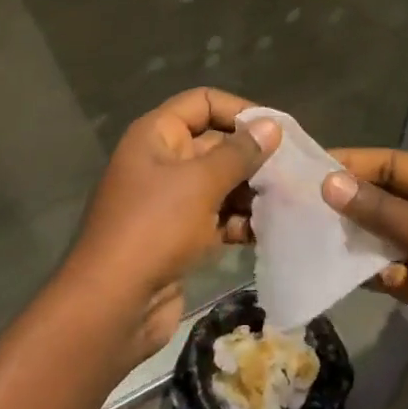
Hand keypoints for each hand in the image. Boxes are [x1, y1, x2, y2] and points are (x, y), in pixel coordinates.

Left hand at [62, 89, 280, 358]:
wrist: (113, 306)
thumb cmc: (154, 228)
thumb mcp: (200, 183)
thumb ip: (239, 153)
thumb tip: (272, 126)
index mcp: (156, 136)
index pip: (202, 102)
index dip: (239, 110)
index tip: (277, 130)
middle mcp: (162, 161)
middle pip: (215, 143)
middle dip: (252, 156)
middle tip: (294, 170)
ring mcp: (169, 201)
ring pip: (219, 183)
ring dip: (251, 191)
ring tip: (289, 200)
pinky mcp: (179, 237)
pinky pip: (216, 217)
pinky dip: (240, 221)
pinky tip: (269, 230)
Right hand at [323, 149, 407, 408]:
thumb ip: (384, 212)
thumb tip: (331, 182)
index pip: (398, 165)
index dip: (358, 162)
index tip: (313, 166)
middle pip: (389, 199)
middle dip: (350, 199)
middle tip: (300, 200)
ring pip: (385, 237)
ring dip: (352, 235)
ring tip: (306, 232)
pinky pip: (389, 272)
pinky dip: (365, 270)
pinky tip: (332, 268)